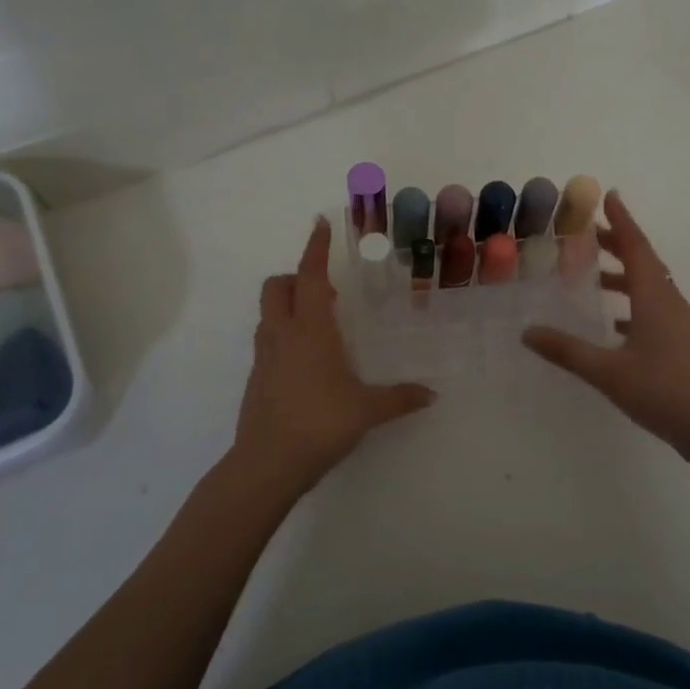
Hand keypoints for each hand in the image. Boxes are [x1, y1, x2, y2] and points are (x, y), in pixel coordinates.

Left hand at [230, 217, 434, 496]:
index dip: (315, 248)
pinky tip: (308, 360)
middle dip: (297, 277)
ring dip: (289, 304)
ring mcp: (264, 356)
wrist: (267, 464)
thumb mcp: (367, 410)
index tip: (320, 224)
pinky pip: (268, 338)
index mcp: (310, 330)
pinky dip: (284, 332)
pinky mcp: (257, 377)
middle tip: (327, 290)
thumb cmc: (320, 424)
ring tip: (321, 323)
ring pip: (269, 312)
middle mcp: (283, 334)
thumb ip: (400, 398)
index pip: (309, 276)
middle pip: (277, 286)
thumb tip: (432, 394)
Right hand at [523, 191, 689, 460]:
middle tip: (589, 234)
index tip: (609, 196)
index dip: (621, 221)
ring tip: (595, 278)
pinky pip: (655, 311)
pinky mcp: (684, 346)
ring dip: (625, 276)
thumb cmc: (665, 391)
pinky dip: (633, 306)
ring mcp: (681, 325)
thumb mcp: (609, 372)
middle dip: (618, 244)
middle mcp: (670, 303)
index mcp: (655, 298)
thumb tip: (527, 332)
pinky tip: (615, 326)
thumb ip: (567, 351)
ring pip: (650, 288)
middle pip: (644, 262)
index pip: (636, 247)